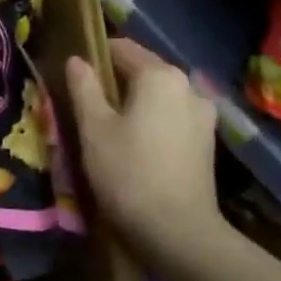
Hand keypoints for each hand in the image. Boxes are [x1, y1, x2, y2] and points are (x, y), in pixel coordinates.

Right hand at [66, 38, 226, 270]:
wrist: (178, 232)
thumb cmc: (128, 172)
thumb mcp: (93, 127)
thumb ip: (84, 87)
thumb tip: (77, 59)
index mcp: (160, 75)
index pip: (121, 47)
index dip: (93, 55)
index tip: (73, 75)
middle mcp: (188, 85)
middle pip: (143, 70)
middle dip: (114, 80)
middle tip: (86, 102)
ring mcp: (203, 114)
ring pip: (158, 95)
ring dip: (134, 102)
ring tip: (108, 125)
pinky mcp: (207, 141)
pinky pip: (171, 115)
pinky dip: (152, 119)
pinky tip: (134, 142)